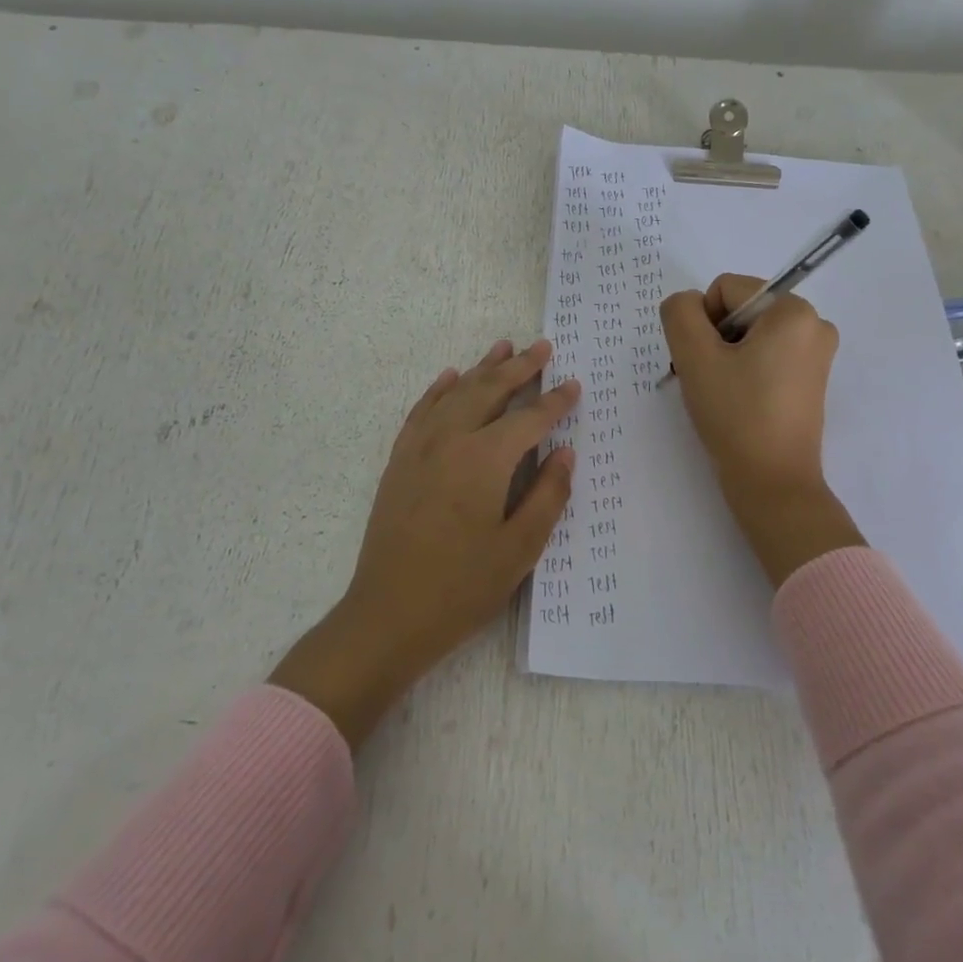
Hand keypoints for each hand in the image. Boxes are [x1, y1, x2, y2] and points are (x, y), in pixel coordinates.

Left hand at [270, 339, 578, 746]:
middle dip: (519, 367)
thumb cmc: (462, 587)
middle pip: (489, 391)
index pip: (529, 419)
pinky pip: (422, 411)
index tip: (574, 386)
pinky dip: (439, 389)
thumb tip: (566, 453)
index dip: (555, 402)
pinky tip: (450, 378)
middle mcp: (450, 440)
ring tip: (504, 347)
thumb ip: (548, 495)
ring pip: (455, 393)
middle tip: (543, 347)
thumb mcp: (520, 548)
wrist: (388, 614)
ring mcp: (419, 448)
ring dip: (482, 368)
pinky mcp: (400, 461)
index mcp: (485, 459)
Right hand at [661, 275, 863, 586]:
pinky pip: (766, 356)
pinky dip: (744, 372)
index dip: (703, 323)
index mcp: (794, 310)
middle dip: (715, 340)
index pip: (726, 290)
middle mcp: (814, 324)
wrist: (772, 483)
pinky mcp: (810, 380)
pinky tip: (737, 402)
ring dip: (725, 357)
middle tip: (709, 381)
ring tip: (722, 394)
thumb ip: (680, 313)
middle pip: (739, 311)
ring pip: (749, 336)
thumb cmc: (735, 415)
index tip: (705, 363)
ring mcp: (816, 354)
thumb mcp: (694, 356)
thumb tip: (687, 304)